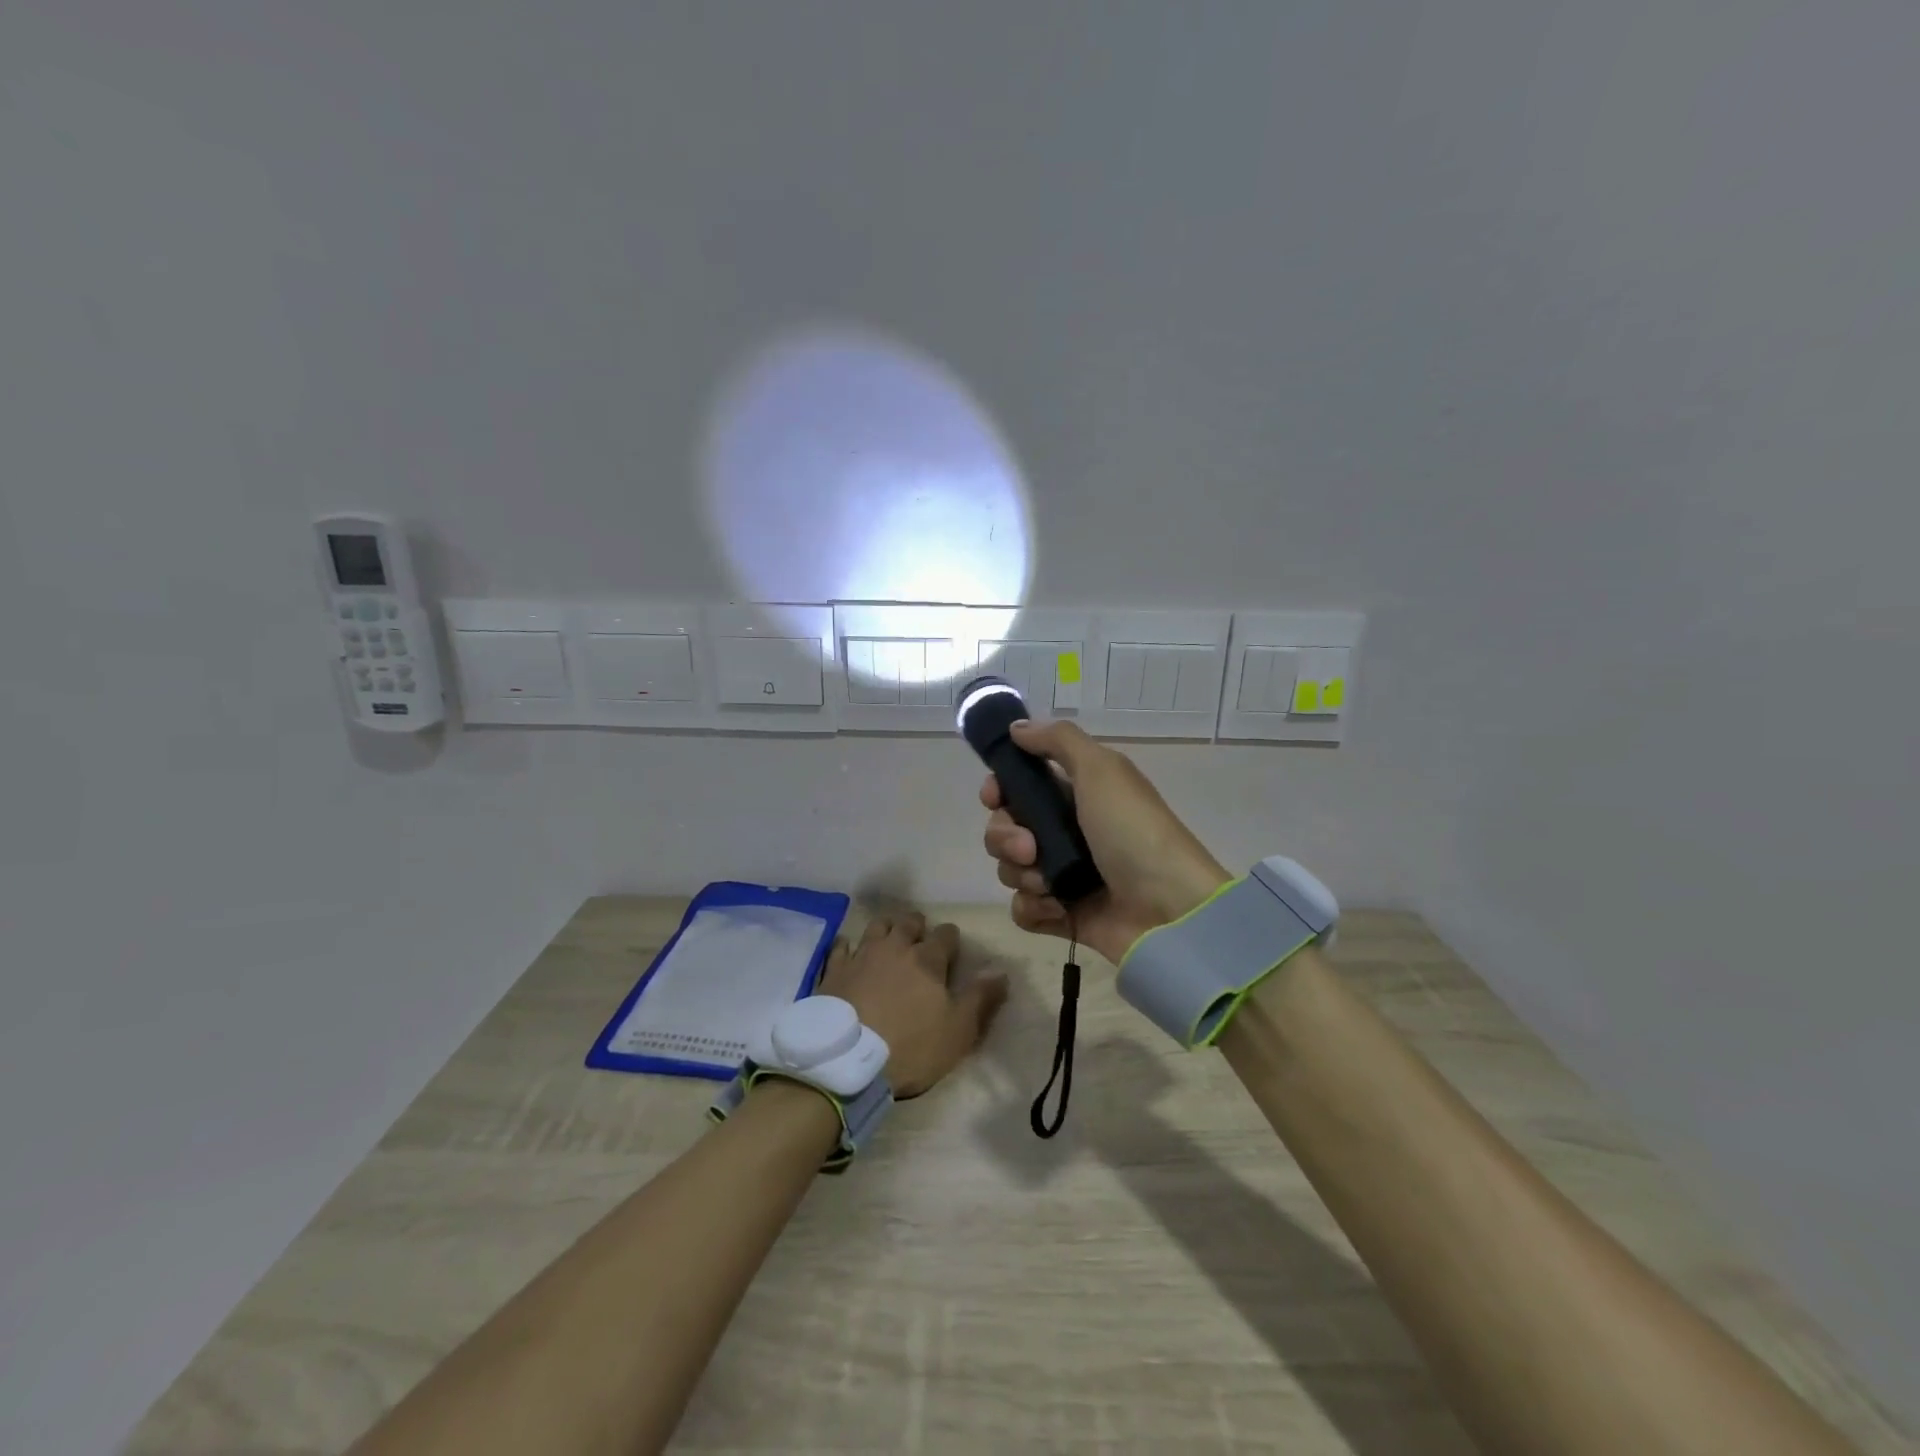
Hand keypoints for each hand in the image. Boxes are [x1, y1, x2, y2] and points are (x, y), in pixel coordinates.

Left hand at [815, 911, 1008, 1097]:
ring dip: (886, 928)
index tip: (951, 948)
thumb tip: (1001, 972)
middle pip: (908, 923)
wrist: (847, 1061)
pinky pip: (842, 946)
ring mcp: (861, 955)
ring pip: (877, 927)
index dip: (950, 939)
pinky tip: (849, 950)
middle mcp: (895, 948)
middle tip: (919, 937)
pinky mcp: (834, 970)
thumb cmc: (911, 1047)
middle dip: (917, 926)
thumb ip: (981, 999)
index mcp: (928, 960)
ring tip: (889, 937)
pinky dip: (848, 945)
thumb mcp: (958, 1031)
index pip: (945, 935)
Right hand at [980, 720, 1231, 964]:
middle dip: (1006, 837)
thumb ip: (1058, 740)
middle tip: (1030, 849)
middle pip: (1005, 828)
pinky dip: (1033, 908)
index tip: (995, 797)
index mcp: (1076, 794)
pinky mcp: (1063, 915)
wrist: (1170, 909)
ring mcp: (1063, 875)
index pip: (1018, 786)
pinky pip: (1023, 909)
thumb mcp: (1102, 770)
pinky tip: (1055, 908)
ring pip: (1009, 869)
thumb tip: (1017, 728)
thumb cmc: (1133, 831)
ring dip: (1021, 874)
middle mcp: (1065, 831)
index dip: (999, 790)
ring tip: (1050, 883)